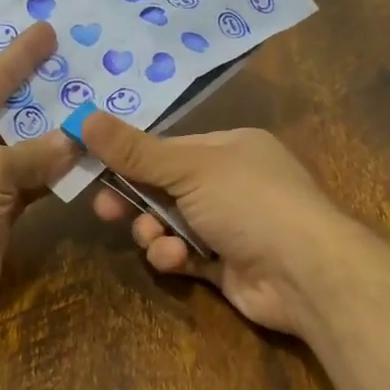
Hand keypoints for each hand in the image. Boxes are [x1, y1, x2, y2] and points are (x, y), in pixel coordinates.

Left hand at [0, 21, 78, 351]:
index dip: (19, 56)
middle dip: (43, 97)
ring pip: (24, 152)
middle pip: (8, 114)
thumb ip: (36, 153)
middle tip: (83, 71)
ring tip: (94, 112)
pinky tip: (83, 163)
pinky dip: (54, 177)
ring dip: (55, 140)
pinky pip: (30, 185)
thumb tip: (76, 141)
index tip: (47, 29)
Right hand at [81, 114, 362, 336]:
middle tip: (105, 212)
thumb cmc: (249, 203)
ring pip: (171, 225)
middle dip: (136, 201)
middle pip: (165, 188)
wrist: (304, 272)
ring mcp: (230, 226)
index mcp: (230, 148)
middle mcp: (231, 183)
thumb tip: (85, 117)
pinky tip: (177, 260)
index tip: (94, 170)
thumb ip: (136, 152)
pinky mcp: (226, 265)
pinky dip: (175, 257)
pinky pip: (185, 255)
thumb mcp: (189, 169)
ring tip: (159, 242)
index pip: (168, 149)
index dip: (130, 160)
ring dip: (156, 234)